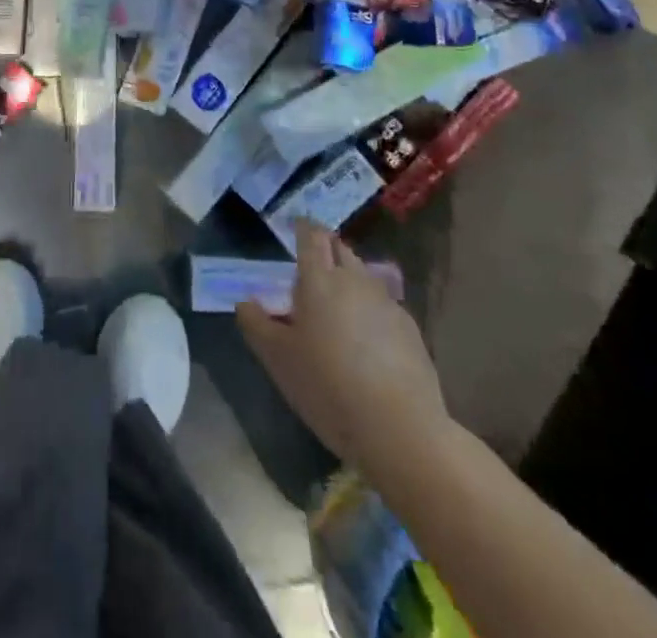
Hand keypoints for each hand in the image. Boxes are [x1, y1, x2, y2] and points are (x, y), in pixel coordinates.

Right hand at [237, 221, 448, 470]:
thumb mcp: (278, 359)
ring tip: (336, 306)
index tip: (294, 227)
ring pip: (363, 275)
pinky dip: (369, 309)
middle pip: (340, 248)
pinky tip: (365, 340)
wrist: (400, 430)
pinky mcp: (410, 329)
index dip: (302, 227)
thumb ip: (256, 324)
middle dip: (325, 249)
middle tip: (310, 268)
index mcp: (319, 279)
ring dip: (348, 279)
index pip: (311, 235)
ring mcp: (386, 302)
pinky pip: (383, 305)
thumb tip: (245, 302)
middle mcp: (355, 280)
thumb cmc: (327, 387)